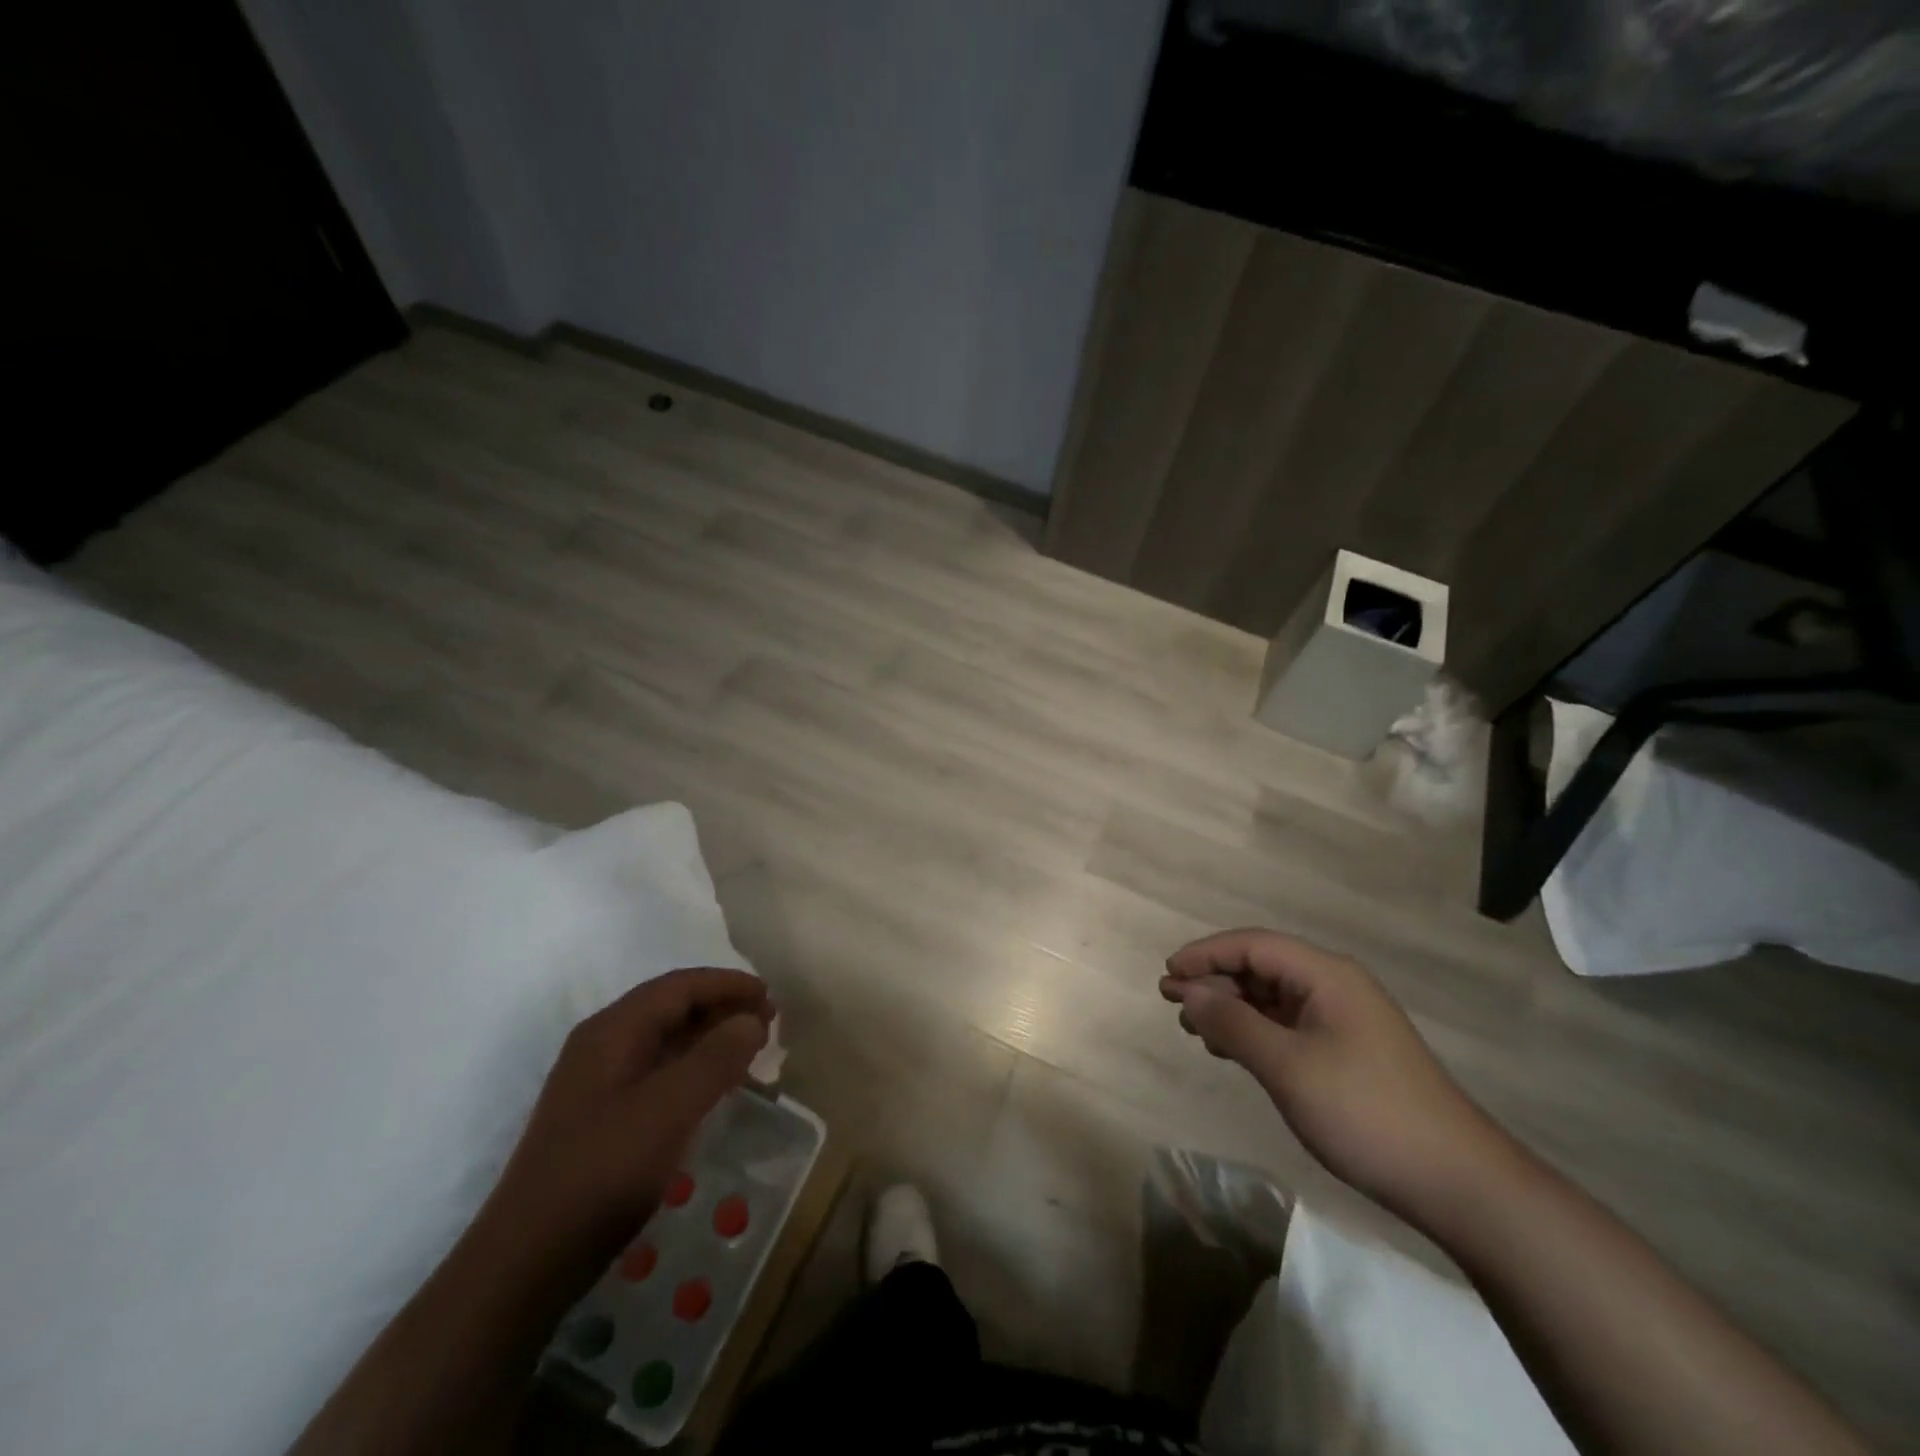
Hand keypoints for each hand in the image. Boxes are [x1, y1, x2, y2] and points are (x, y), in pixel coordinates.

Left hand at [479, 968, 771, 1276]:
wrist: (526, 1260)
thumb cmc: (602, 1172)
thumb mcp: (669, 1109)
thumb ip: (715, 1058)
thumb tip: (751, 1020)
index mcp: (612, 1030)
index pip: (679, 986)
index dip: (727, 984)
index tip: (770, 995)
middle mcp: (601, 1045)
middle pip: (671, 1007)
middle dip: (721, 1007)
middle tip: (768, 1023)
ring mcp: (597, 1082)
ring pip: (664, 1040)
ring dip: (709, 1037)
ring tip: (749, 1050)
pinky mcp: (599, 1117)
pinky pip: (656, 1071)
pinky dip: (692, 1068)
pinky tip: (713, 1088)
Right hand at [1161, 929, 1508, 1219]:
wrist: (1458, 1183)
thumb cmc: (1366, 1112)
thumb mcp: (1288, 1066)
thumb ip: (1233, 1024)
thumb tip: (1188, 992)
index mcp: (1326, 975)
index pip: (1252, 945)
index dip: (1205, 954)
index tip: (1167, 975)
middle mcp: (1334, 986)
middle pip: (1261, 967)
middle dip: (1214, 981)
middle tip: (1172, 1003)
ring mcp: (1343, 1020)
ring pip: (1272, 997)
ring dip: (1231, 1007)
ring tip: (1194, 1028)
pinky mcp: (1347, 1052)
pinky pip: (1287, 1025)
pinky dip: (1254, 1030)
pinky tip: (1231, 1049)